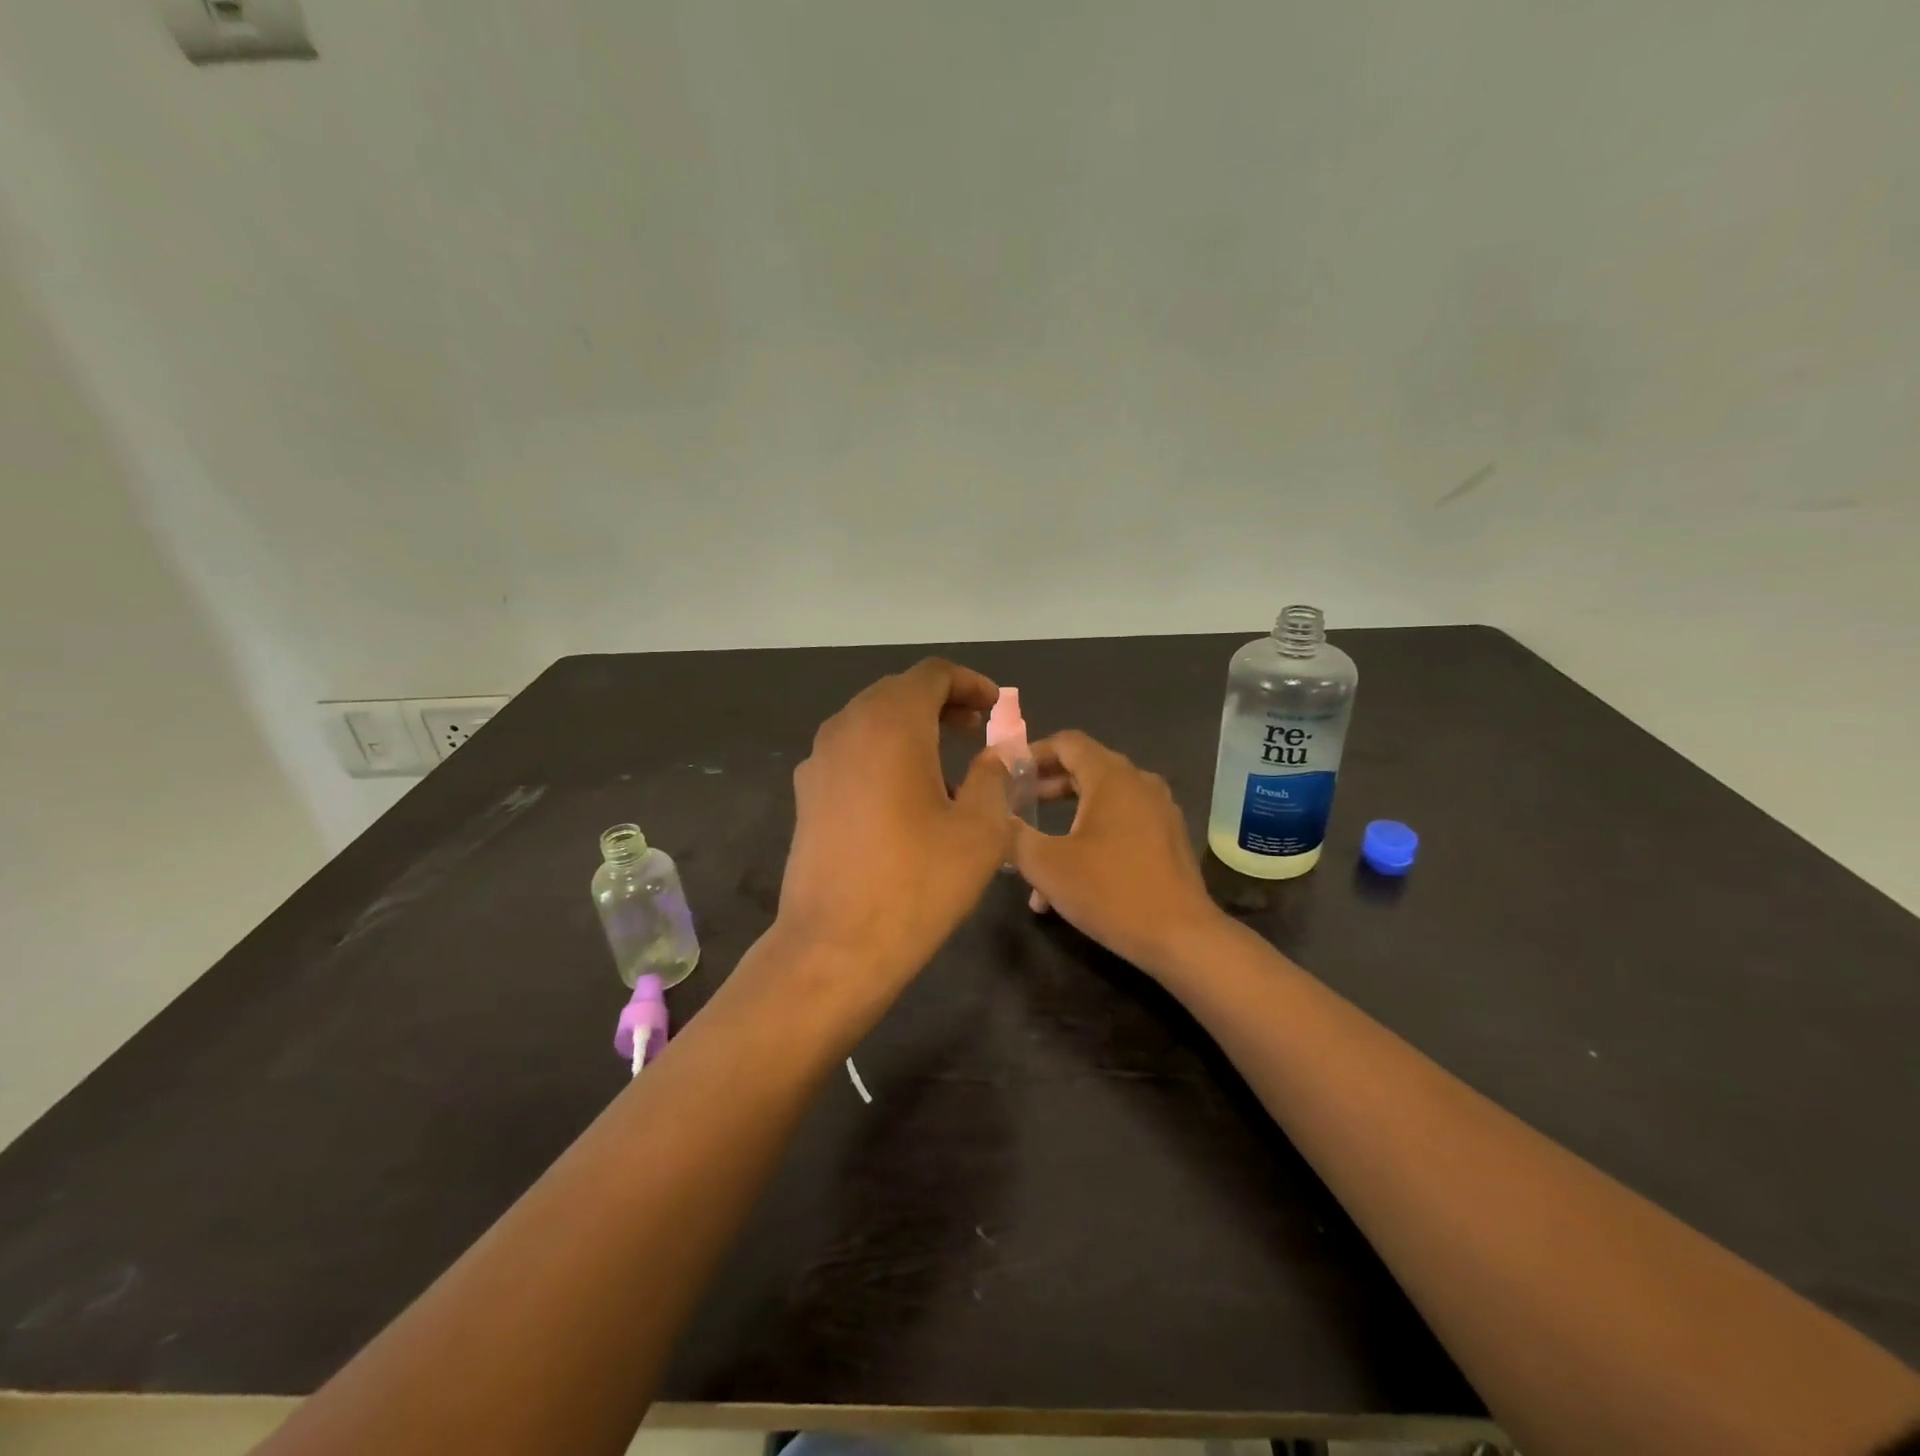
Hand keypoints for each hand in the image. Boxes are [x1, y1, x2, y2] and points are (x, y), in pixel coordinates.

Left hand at [777, 659, 1010, 990]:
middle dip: (941, 703)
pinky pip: (851, 754)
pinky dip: (883, 755)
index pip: (932, 675)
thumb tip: (995, 755)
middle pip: (897, 693)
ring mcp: (819, 761)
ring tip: (946, 764)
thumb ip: (992, 778)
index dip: (970, 683)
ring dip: (910, 729)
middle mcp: (847, 728)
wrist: (835, 946)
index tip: (995, 707)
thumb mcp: (980, 829)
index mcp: (891, 723)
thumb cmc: (918, 882)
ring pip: (870, 722)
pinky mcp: (806, 795)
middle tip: (975, 729)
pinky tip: (904, 795)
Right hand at [1012, 730, 1224, 975]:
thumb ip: (1014, 834)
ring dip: (1067, 817)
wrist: (1181, 937)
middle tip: (1017, 804)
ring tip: (1038, 849)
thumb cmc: (1110, 891)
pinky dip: (1093, 835)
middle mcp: (1140, 784)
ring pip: (1103, 800)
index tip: (1008, 772)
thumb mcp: (1047, 865)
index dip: (1034, 752)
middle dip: (1047, 785)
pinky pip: (1123, 823)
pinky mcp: (1168, 838)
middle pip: (1086, 768)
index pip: (1068, 743)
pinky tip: (1071, 877)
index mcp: (1112, 778)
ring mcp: (1159, 811)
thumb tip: (995, 816)